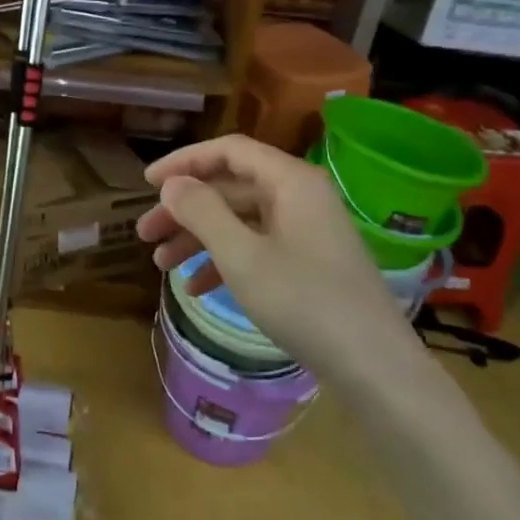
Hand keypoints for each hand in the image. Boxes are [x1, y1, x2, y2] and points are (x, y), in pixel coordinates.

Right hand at [137, 134, 409, 379]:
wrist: (375, 367)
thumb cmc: (304, 302)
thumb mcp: (242, 256)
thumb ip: (202, 212)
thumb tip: (173, 184)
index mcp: (290, 181)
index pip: (228, 151)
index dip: (184, 162)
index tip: (146, 183)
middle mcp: (300, 196)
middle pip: (230, 188)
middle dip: (184, 210)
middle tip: (144, 234)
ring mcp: (307, 230)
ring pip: (240, 220)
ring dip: (199, 238)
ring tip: (161, 265)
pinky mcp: (309, 261)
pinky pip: (257, 246)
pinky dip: (225, 260)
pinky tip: (196, 287)